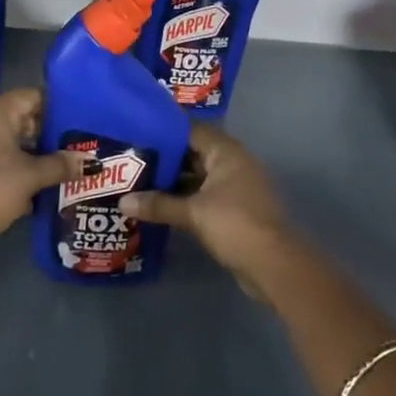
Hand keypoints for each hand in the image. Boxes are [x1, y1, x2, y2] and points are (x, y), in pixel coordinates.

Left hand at [0, 89, 83, 258]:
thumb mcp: (32, 176)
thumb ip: (61, 164)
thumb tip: (89, 161)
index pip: (34, 96)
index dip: (59, 109)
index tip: (80, 123)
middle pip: (22, 116)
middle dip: (48, 133)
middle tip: (76, 146)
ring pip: (9, 137)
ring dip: (32, 151)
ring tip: (61, 165)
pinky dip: (14, 163)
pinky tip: (35, 181)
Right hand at [119, 125, 290, 285]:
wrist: (274, 265)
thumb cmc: (235, 225)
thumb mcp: (193, 213)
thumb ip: (158, 205)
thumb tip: (122, 202)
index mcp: (226, 151)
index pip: (190, 129)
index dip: (164, 129)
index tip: (136, 131)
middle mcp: (232, 163)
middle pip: (192, 152)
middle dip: (164, 157)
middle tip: (130, 158)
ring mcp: (234, 187)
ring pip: (196, 176)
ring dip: (172, 180)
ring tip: (137, 181)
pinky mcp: (233, 209)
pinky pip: (202, 195)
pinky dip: (183, 198)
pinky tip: (158, 205)